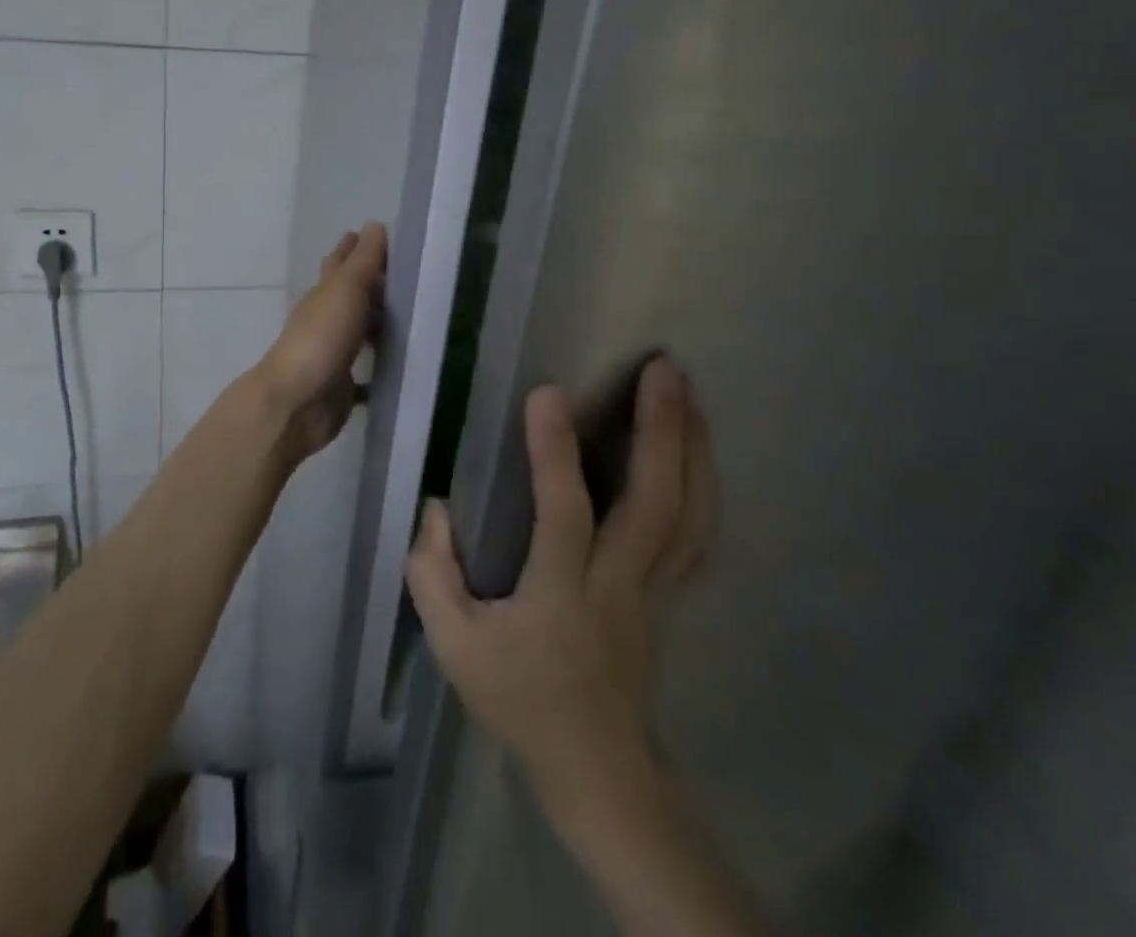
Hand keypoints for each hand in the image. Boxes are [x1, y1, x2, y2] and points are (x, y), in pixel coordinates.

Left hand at [254, 223, 387, 466]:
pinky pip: (364, 372)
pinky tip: (397, 369)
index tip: (373, 234)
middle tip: (400, 275)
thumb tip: (374, 225)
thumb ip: (363, 260)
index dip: (354, 247)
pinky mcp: (341, 385)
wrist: (297, 402)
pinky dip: (377, 367)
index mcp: (323, 294)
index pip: (340, 262)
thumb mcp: (346, 290)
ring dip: (374, 322)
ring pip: (356, 330)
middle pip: (348, 295)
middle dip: (368, 283)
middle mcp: (325, 319)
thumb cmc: (321, 338)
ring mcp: (332, 353)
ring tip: (407, 317)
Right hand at [406, 356, 716, 800]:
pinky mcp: (669, 594)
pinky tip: (699, 446)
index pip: (564, 514)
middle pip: (655, 505)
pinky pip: (697, 534)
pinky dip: (703, 483)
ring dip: (693, 448)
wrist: (595, 766)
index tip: (548, 392)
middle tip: (662, 368)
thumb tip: (437, 507)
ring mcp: (654, 590)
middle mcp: (619, 585)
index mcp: (561, 595)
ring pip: (688, 515)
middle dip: (662, 431)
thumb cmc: (517, 698)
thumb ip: (432, 572)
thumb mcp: (452, 646)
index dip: (555, 452)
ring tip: (687, 390)